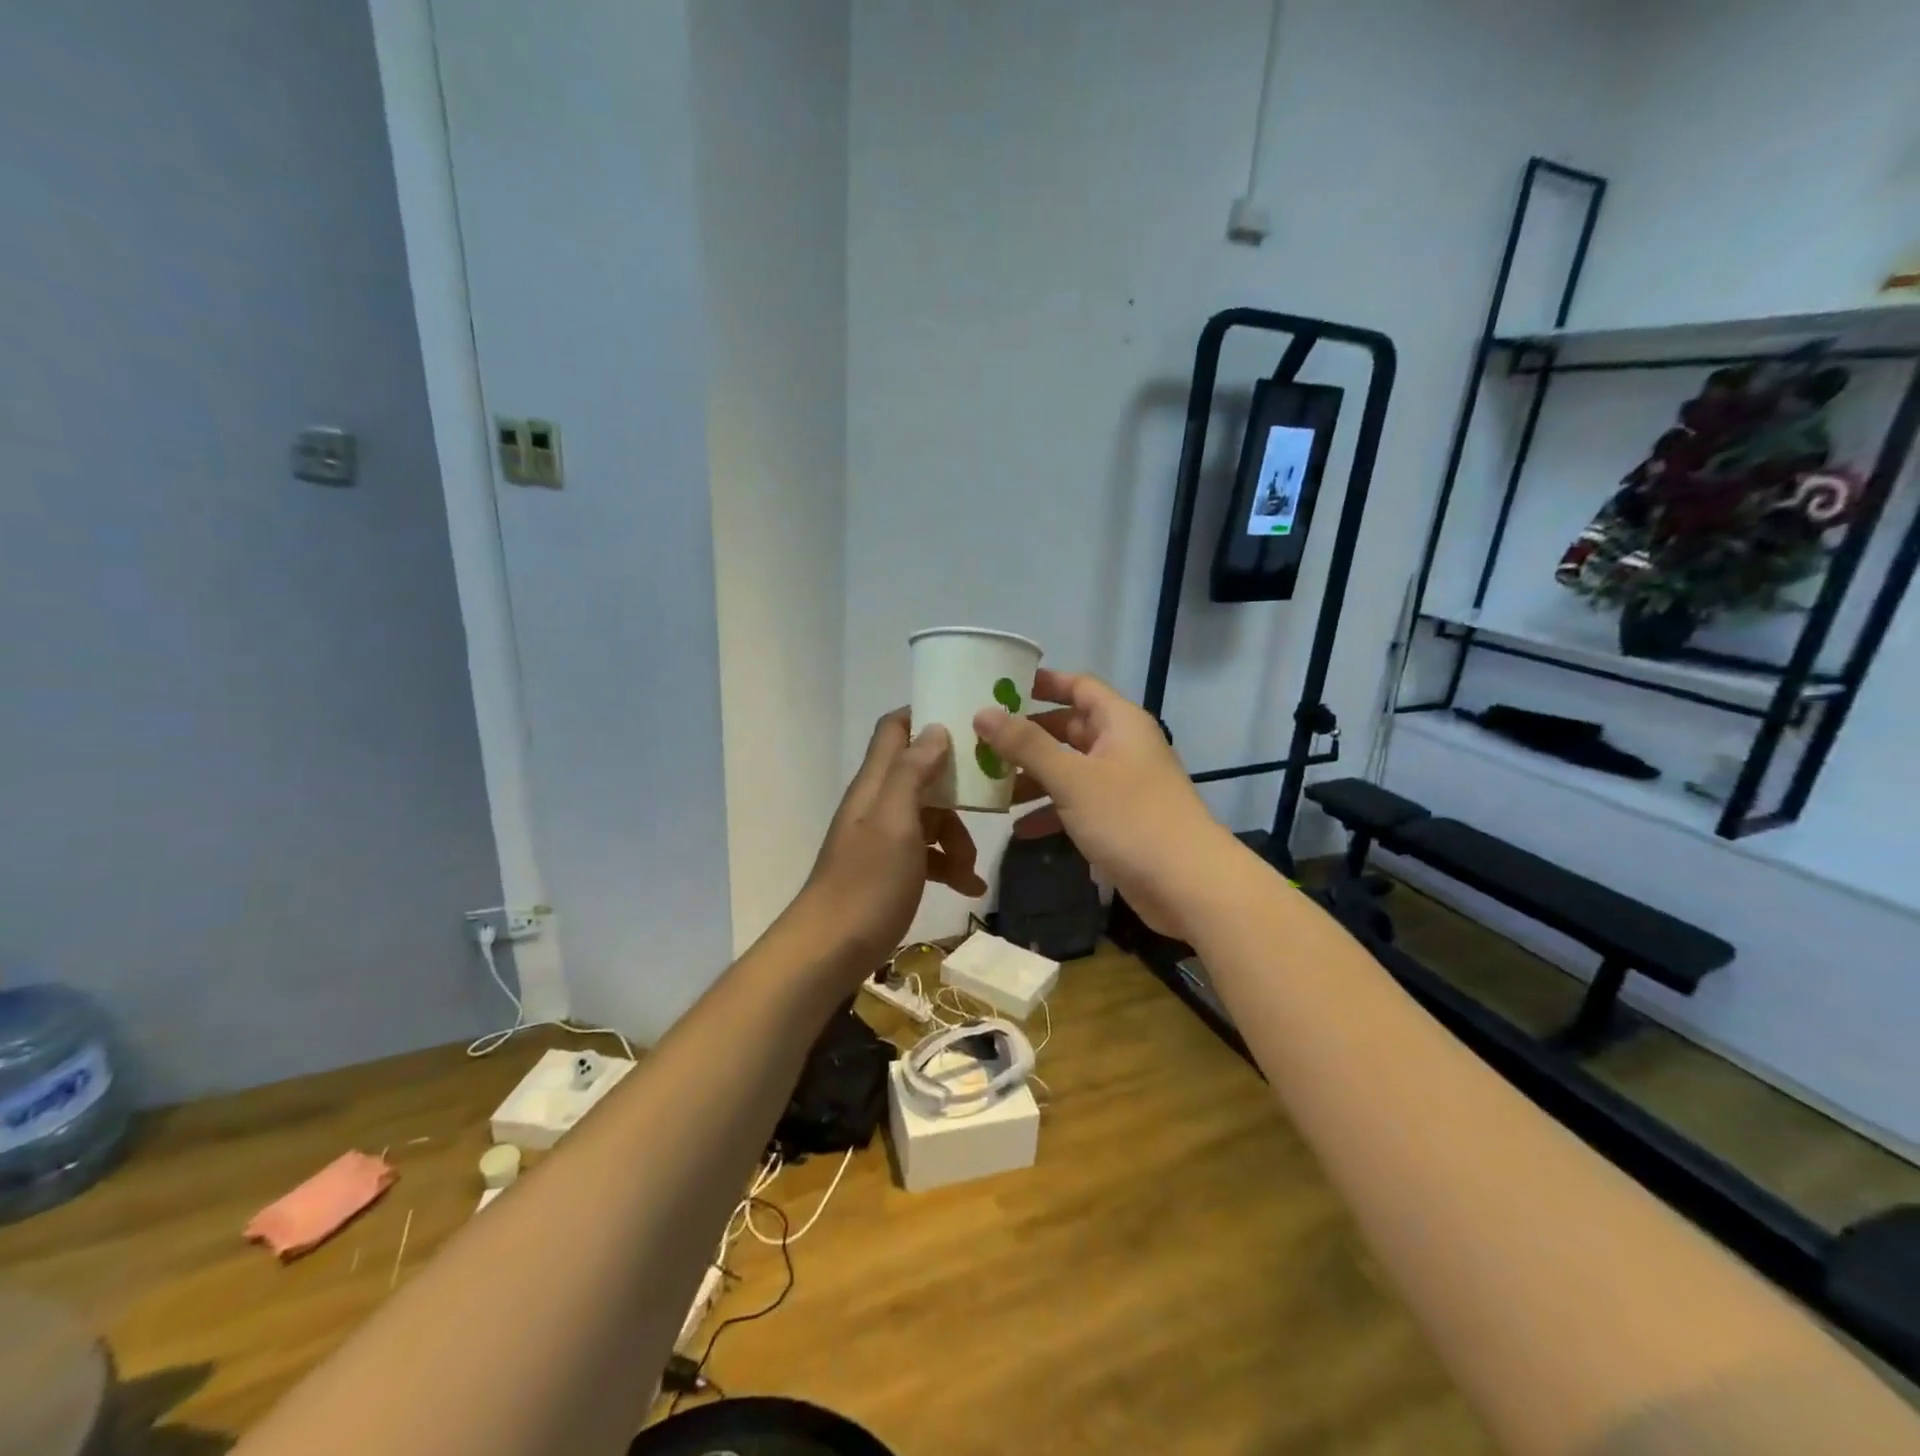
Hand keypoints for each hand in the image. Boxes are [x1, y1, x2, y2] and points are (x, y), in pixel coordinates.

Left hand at [797, 710, 987, 973]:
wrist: (831, 950)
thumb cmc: (867, 883)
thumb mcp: (895, 823)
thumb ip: (912, 773)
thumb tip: (935, 728)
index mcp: (875, 784)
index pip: (895, 729)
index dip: (927, 715)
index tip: (969, 719)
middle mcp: (879, 803)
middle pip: (923, 774)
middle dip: (958, 786)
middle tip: (993, 795)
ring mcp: (885, 837)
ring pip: (932, 817)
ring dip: (957, 836)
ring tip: (970, 868)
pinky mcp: (892, 868)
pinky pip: (928, 854)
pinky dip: (949, 865)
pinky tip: (968, 887)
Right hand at [975, 669, 1234, 941]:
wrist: (1189, 885)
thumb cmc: (1131, 819)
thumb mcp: (1072, 779)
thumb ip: (1026, 746)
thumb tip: (983, 713)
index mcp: (1119, 723)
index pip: (1079, 686)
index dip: (1042, 683)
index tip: (1001, 688)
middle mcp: (1122, 746)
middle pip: (1069, 728)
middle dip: (1027, 736)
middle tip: (982, 740)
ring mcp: (1122, 785)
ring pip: (1070, 768)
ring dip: (1034, 776)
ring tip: (991, 785)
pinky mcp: (1120, 820)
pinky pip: (1077, 804)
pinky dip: (1051, 811)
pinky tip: (1019, 829)